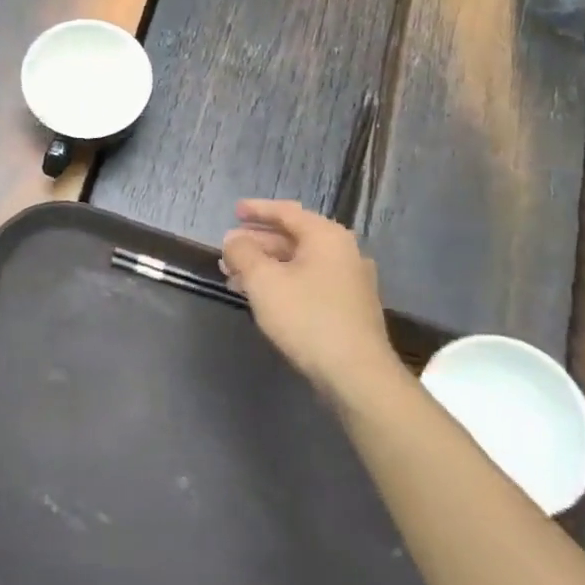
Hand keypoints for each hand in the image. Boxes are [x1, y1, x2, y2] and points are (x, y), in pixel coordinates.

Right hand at [221, 200, 401, 401]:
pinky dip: (282, 282)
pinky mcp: (348, 306)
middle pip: (292, 237)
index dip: (257, 210)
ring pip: (298, 262)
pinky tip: (261, 297)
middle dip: (256, 243)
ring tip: (234, 277)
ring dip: (266, 265)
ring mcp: (349, 280)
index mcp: (326, 236)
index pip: (286, 212)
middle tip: (228, 251)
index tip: (234, 211)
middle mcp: (343, 252)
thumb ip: (243, 253)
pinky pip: (308, 281)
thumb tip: (233, 240)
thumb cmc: (307, 317)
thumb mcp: (263, 281)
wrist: (356, 374)